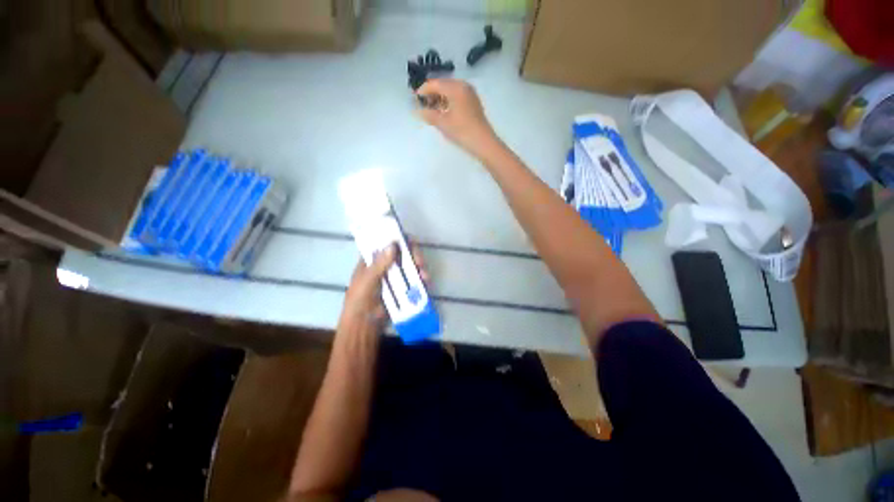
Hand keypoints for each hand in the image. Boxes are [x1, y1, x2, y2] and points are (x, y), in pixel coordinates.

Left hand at [337, 243, 428, 337]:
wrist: (363, 324)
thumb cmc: (360, 300)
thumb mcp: (367, 280)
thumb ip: (380, 264)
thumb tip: (393, 245)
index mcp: (373, 259)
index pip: (388, 242)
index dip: (399, 239)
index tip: (410, 242)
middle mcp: (386, 264)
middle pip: (404, 253)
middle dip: (414, 255)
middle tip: (420, 262)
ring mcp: (395, 276)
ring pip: (411, 265)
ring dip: (420, 268)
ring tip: (424, 276)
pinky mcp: (403, 287)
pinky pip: (415, 279)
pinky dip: (421, 279)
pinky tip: (426, 283)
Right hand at [417, 78, 498, 155]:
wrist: (483, 143)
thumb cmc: (462, 131)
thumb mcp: (443, 123)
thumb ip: (429, 115)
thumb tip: (418, 111)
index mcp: (455, 87)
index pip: (435, 84)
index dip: (423, 90)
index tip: (414, 98)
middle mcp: (463, 86)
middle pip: (443, 85)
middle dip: (432, 94)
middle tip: (422, 104)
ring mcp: (470, 94)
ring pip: (450, 91)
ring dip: (440, 98)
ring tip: (431, 110)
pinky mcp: (473, 103)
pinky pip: (457, 97)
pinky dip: (448, 102)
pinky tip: (443, 112)